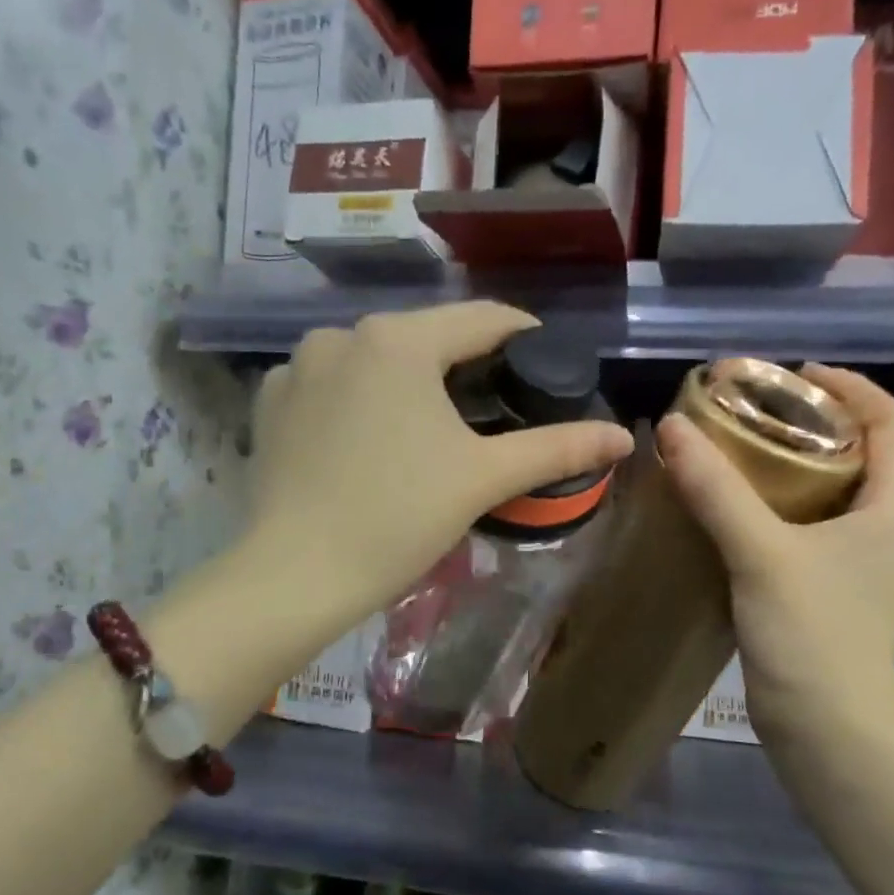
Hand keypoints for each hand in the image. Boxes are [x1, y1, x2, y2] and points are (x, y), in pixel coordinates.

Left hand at [245, 303, 633, 628]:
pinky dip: (359, 402)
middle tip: (496, 406)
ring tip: (432, 427)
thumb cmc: (398, 517)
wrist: (295, 575)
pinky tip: (370, 441)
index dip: (524, 337)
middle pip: (425, 338)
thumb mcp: (484, 478)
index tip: (548, 363)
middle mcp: (342, 334)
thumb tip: (623, 438)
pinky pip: (332, 386)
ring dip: (409, 383)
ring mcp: (296, 366)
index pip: (482, 319)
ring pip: (375, 361)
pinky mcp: (270, 402)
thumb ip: (557, 448)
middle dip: (464, 366)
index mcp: (398, 340)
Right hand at [659, 365, 893, 746]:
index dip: (851, 387)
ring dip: (796, 462)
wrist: (825, 730)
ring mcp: (862, 561)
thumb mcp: (761, 554)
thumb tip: (671, 428)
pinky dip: (781, 501)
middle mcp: (887, 527)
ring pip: (836, 489)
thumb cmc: (811, 636)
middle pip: (866, 451)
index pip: (893, 422)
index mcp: (893, 509)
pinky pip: (813, 522)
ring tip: (742, 448)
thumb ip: (717, 490)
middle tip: (758, 408)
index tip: (795, 374)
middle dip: (817, 421)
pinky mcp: (834, 586)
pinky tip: (736, 505)